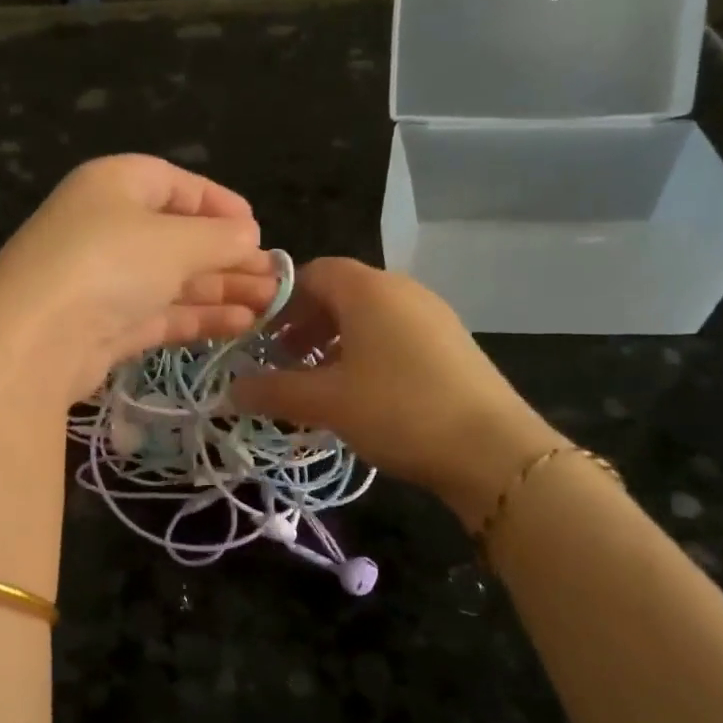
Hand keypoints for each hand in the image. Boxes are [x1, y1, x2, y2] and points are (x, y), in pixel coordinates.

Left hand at [0, 155, 275, 402]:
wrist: (36, 341)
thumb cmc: (109, 265)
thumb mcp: (175, 241)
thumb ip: (220, 237)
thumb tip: (250, 236)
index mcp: (115, 185)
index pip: (175, 183)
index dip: (218, 204)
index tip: (256, 229)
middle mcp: (107, 227)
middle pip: (178, 237)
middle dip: (229, 257)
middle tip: (274, 278)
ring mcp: (104, 280)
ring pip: (173, 279)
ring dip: (221, 290)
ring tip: (269, 306)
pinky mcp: (106, 326)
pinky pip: (161, 313)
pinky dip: (198, 317)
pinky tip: (239, 324)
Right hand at [229, 258, 564, 521]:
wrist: (492, 450)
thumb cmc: (398, 410)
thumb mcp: (326, 402)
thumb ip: (273, 391)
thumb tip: (230, 389)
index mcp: (369, 290)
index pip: (313, 272)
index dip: (281, 300)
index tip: (259, 337)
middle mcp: (402, 291)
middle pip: (341, 293)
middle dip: (305, 324)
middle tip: (282, 362)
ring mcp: (432, 316)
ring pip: (369, 317)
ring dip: (334, 342)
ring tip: (317, 382)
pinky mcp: (450, 345)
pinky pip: (394, 336)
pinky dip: (366, 354)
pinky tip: (359, 394)